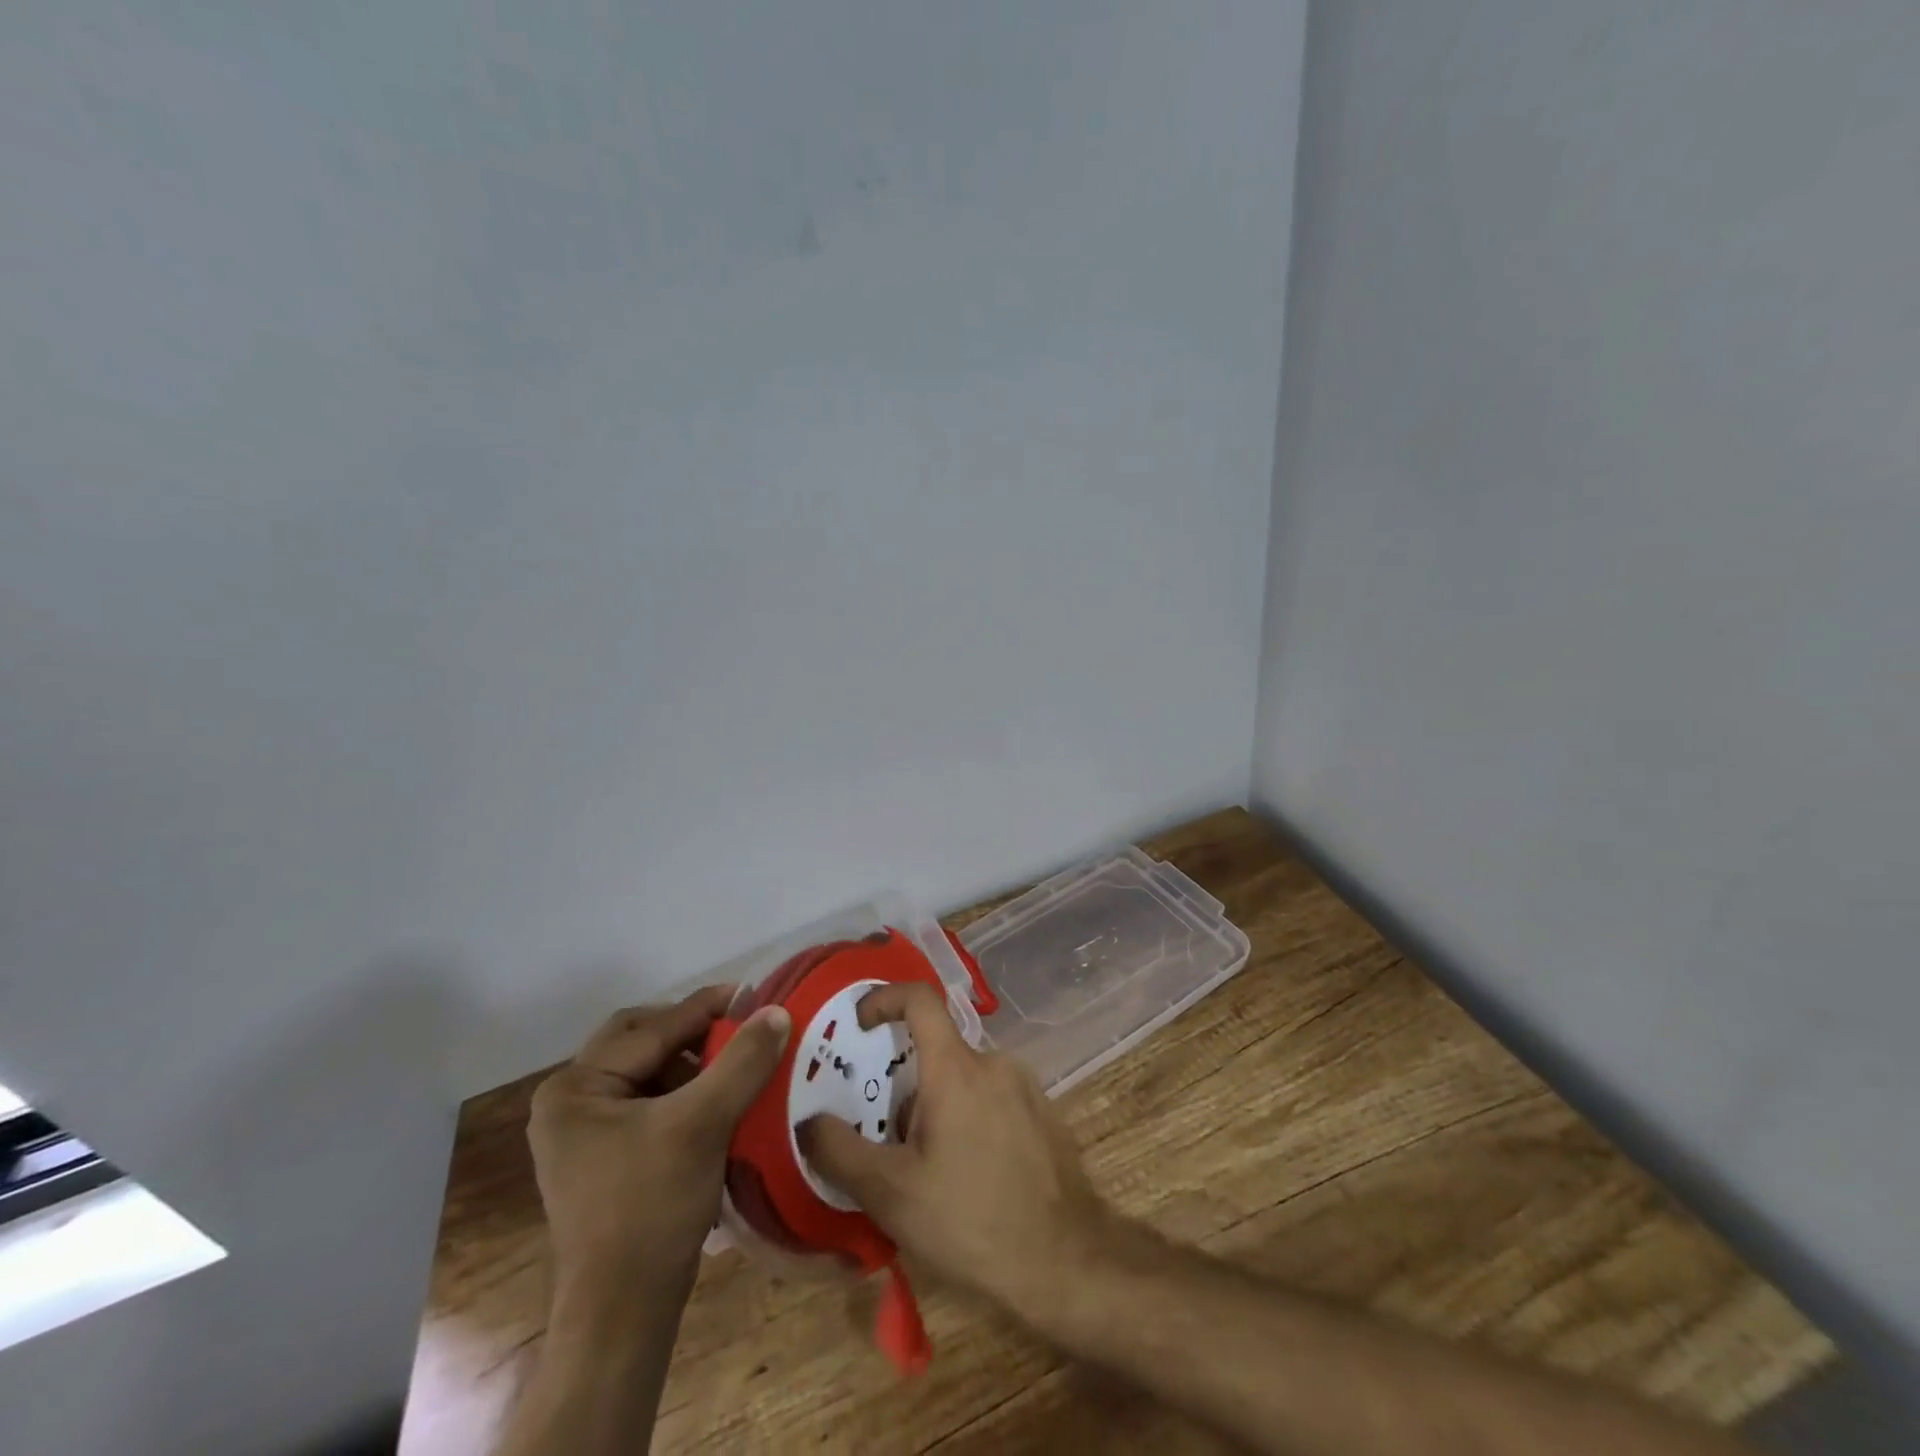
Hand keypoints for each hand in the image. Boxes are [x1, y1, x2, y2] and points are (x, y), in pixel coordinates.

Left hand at [528, 986, 790, 1321]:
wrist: (623, 1313)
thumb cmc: (652, 1208)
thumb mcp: (703, 1124)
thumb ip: (742, 1061)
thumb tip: (777, 1010)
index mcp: (576, 1087)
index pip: (652, 1030)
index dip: (707, 1009)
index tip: (754, 994)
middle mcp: (569, 1101)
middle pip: (642, 1042)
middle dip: (692, 1033)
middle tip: (738, 1027)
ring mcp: (583, 1133)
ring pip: (647, 1071)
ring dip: (691, 1063)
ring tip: (735, 1064)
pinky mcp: (603, 1157)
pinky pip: (648, 1102)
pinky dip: (684, 1092)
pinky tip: (718, 1100)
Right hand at [797, 983, 1109, 1319]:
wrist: (1067, 1260)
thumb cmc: (971, 1219)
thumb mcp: (891, 1194)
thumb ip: (840, 1152)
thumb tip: (809, 1122)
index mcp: (956, 1067)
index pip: (919, 998)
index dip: (884, 998)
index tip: (859, 1025)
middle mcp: (994, 1062)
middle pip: (937, 1050)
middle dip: (906, 1087)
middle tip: (889, 1139)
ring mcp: (1024, 1086)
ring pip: (964, 1078)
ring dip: (937, 1108)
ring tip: (928, 1170)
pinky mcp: (1043, 1112)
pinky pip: (992, 1097)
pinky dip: (969, 1118)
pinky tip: (969, 1177)